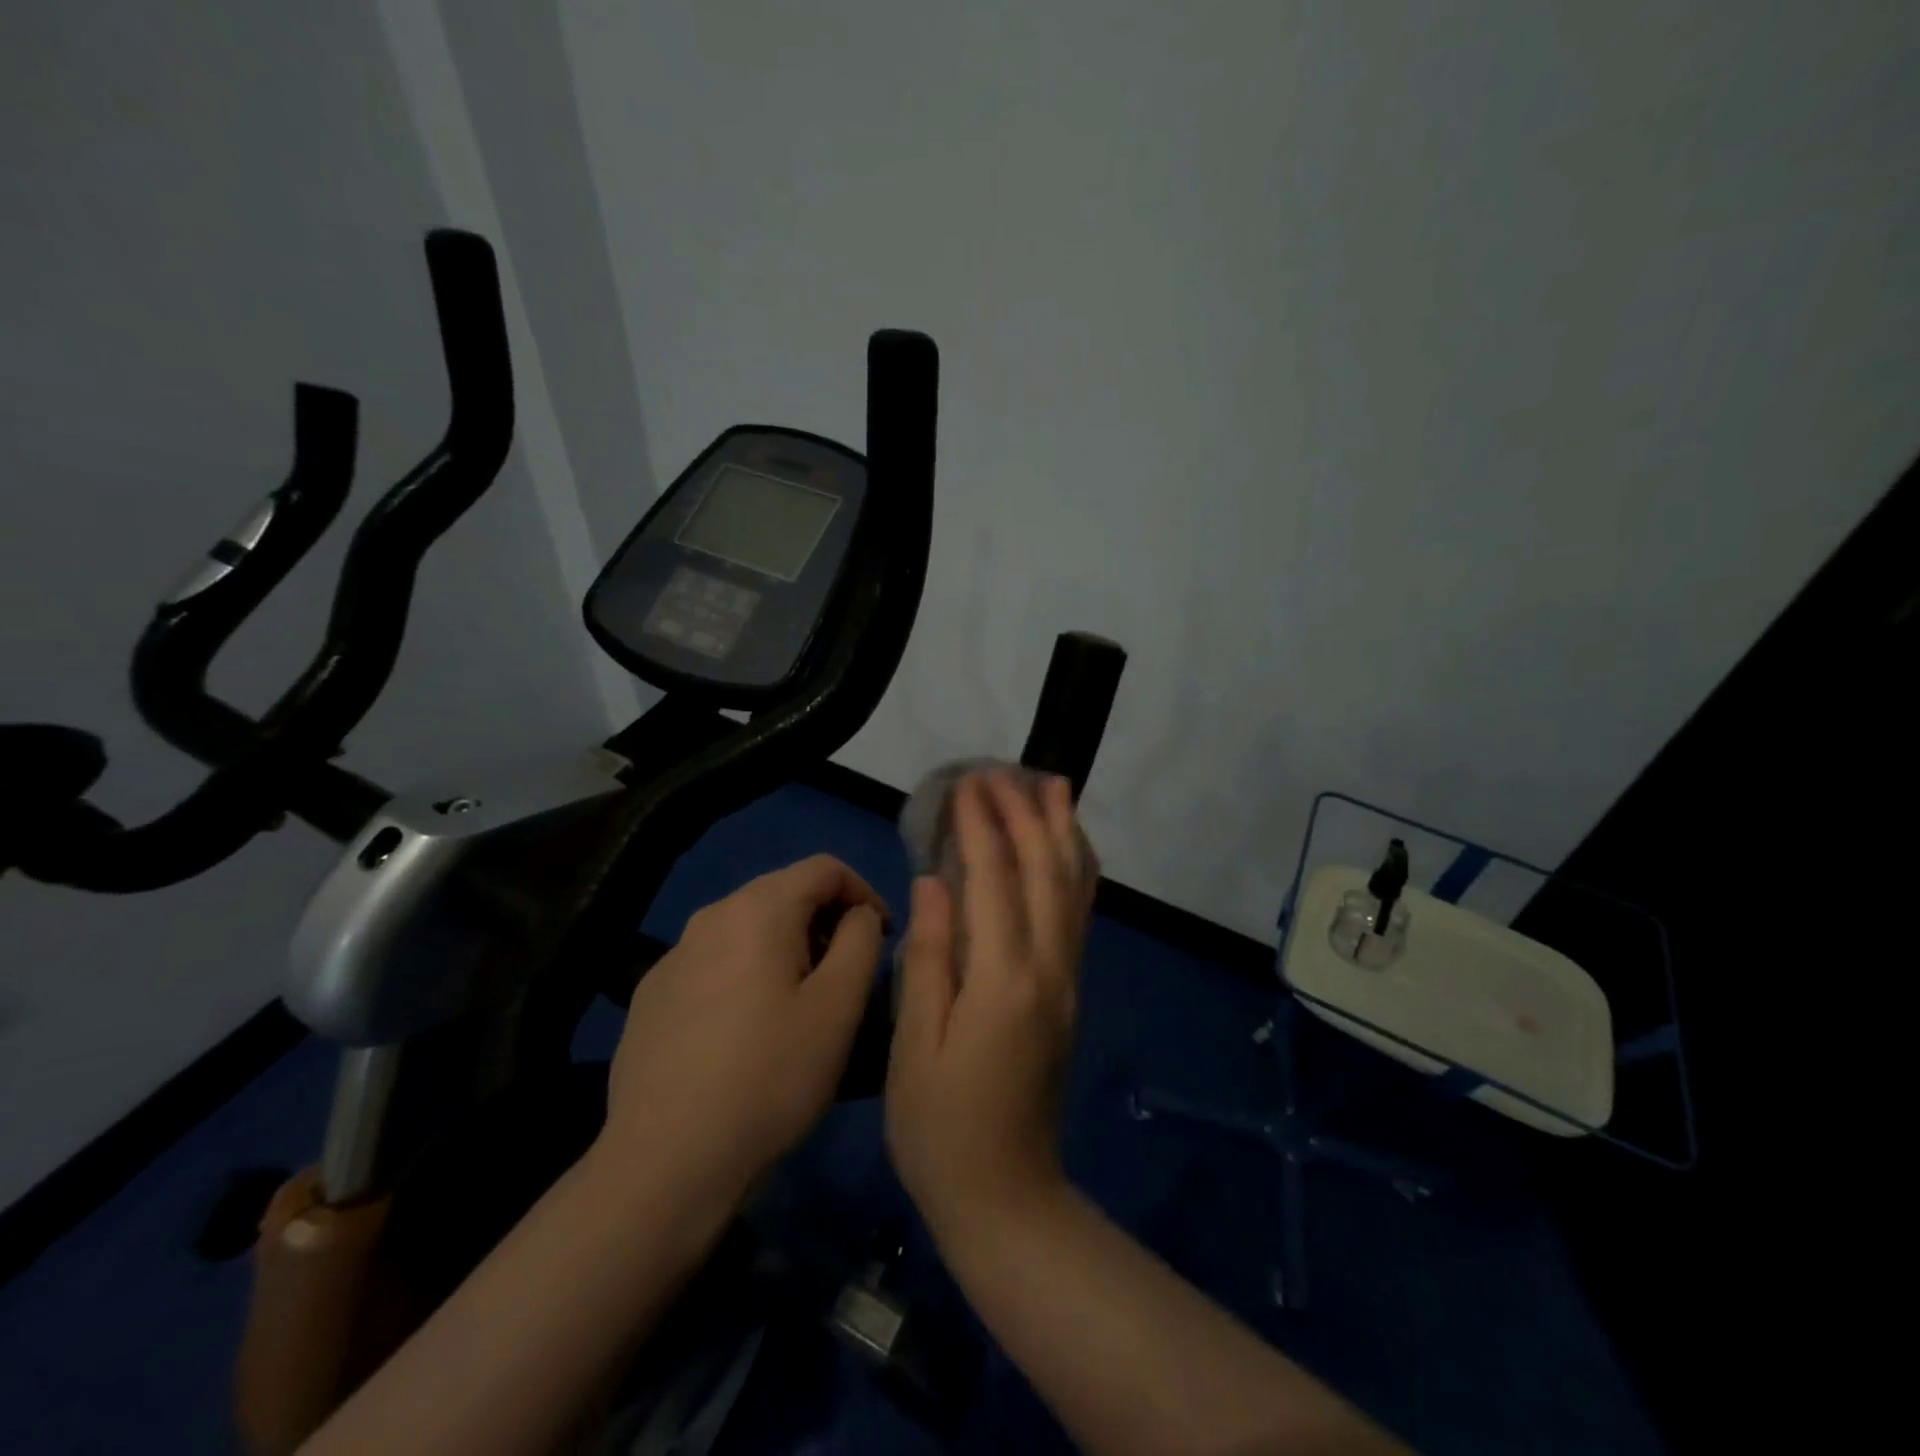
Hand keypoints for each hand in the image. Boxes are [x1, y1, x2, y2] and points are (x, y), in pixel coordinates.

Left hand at [593, 854, 889, 1206]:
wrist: (666, 1161)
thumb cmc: (770, 1076)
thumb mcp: (839, 1007)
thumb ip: (861, 941)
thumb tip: (857, 916)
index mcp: (758, 909)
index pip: (825, 868)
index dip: (865, 893)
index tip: (883, 937)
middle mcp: (710, 916)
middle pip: (783, 892)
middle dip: (826, 920)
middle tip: (848, 973)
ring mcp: (673, 955)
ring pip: (747, 928)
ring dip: (787, 947)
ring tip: (803, 1001)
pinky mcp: (652, 995)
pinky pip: (714, 962)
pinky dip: (746, 973)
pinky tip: (748, 1029)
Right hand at [886, 770, 1099, 1248]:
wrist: (1007, 1197)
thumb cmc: (941, 1127)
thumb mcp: (915, 1044)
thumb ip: (929, 956)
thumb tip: (934, 882)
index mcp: (1002, 979)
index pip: (994, 880)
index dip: (981, 826)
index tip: (966, 783)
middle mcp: (1047, 968)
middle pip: (1045, 871)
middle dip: (1025, 813)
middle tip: (1003, 770)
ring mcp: (1067, 979)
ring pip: (1073, 887)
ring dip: (1062, 831)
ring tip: (1054, 785)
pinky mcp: (1070, 992)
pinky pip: (1078, 914)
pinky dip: (1075, 869)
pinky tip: (1067, 848)